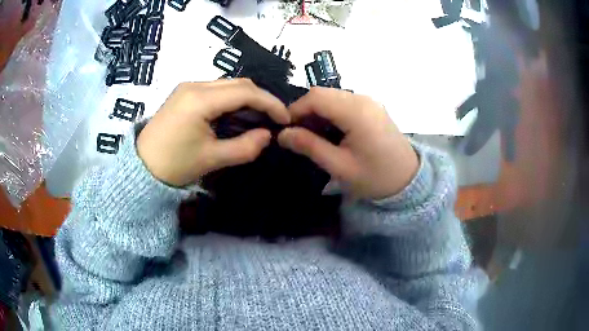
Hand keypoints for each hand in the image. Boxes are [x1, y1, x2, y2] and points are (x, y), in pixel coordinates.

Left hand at [137, 79, 289, 186]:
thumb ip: (245, 147)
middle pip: (238, 83)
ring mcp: (188, 87)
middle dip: (260, 99)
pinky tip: (235, 115)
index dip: (270, 103)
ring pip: (227, 84)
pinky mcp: (184, 93)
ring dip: (246, 98)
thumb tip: (267, 136)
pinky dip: (231, 100)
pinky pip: (215, 90)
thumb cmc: (173, 165)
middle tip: (273, 119)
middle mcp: (194, 85)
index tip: (285, 118)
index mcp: (200, 99)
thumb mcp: (211, 159)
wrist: (141, 166)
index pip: (245, 92)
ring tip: (258, 119)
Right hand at [278, 87, 418, 199]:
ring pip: (332, 96)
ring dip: (317, 112)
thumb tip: (282, 134)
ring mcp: (369, 101)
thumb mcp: (340, 166)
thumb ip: (310, 146)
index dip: (295, 110)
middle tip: (297, 135)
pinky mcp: (371, 107)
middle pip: (323, 93)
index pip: (315, 97)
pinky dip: (330, 113)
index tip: (285, 130)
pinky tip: (330, 132)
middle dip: (305, 111)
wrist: (409, 180)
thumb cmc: (375, 177)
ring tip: (312, 136)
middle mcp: (362, 99)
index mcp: (356, 112)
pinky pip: (343, 102)